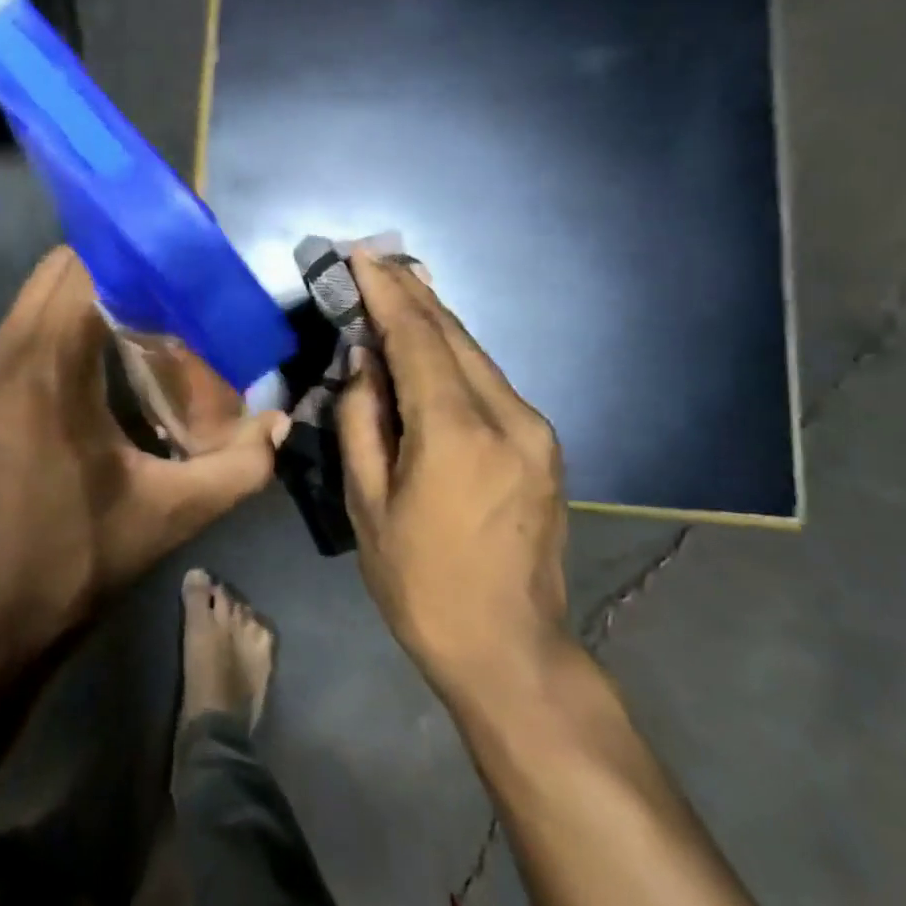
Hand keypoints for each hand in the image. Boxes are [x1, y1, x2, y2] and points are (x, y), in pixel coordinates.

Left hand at [0, 247, 288, 664]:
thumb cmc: (70, 563)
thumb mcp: (168, 516)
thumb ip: (238, 466)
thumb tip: (283, 423)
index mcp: (45, 368)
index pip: (86, 268)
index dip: (138, 257)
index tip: (187, 267)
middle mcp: (4, 355)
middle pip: (58, 272)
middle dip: (118, 269)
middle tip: (176, 294)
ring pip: (36, 300)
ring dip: (90, 298)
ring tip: (150, 323)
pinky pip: (24, 333)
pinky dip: (65, 327)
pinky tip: (106, 365)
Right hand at [338, 252, 570, 702]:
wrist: (510, 650)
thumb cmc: (420, 583)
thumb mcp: (368, 503)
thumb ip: (362, 421)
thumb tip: (364, 361)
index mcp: (456, 432)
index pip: (418, 338)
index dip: (387, 293)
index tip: (362, 255)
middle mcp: (507, 416)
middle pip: (453, 335)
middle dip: (412, 294)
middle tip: (377, 260)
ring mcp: (535, 430)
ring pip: (475, 356)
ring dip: (434, 322)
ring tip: (399, 288)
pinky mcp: (543, 446)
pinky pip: (489, 383)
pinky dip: (454, 356)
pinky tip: (431, 346)